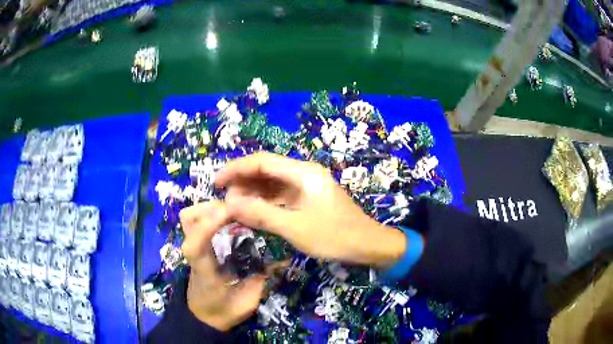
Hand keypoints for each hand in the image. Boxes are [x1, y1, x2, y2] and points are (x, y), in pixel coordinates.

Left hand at [180, 201, 265, 330]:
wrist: (205, 316)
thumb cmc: (225, 311)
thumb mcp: (247, 301)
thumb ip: (261, 280)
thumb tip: (282, 258)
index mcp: (203, 269)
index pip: (197, 243)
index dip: (211, 223)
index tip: (237, 213)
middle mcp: (194, 253)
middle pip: (190, 219)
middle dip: (214, 207)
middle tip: (241, 209)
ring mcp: (192, 247)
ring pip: (190, 217)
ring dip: (210, 207)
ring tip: (234, 210)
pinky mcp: (196, 246)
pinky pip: (195, 222)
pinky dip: (209, 213)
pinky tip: (229, 217)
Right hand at [216, 152, 406, 268]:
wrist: (368, 245)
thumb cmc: (335, 236)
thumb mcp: (295, 227)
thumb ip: (261, 214)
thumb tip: (229, 204)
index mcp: (303, 173)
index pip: (262, 162)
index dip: (236, 169)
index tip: (216, 182)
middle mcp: (304, 174)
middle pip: (266, 170)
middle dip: (242, 182)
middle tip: (224, 200)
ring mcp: (306, 186)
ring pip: (272, 184)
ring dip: (252, 193)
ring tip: (234, 207)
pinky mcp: (308, 199)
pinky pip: (280, 196)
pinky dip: (265, 203)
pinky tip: (252, 212)